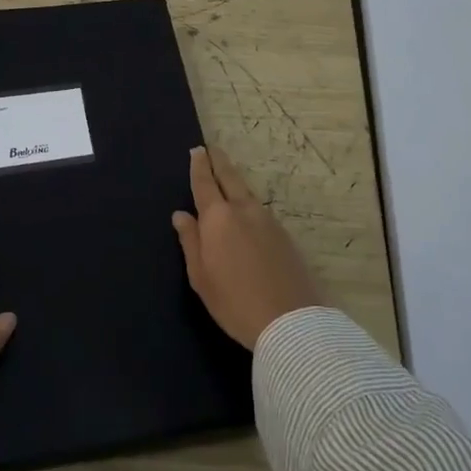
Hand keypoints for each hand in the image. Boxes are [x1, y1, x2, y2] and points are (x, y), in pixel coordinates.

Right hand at [172, 146, 321, 350]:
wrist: (290, 322)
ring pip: (247, 193)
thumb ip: (190, 241)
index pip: (205, 184)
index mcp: (218, 218)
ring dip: (235, 181)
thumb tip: (181, 214)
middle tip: (212, 149)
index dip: (199, 166)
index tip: (197, 150)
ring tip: (227, 177)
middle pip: (230, 178)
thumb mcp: (200, 276)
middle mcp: (244, 211)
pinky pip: (260, 211)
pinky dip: (248, 203)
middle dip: (219, 162)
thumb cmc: (234, 301)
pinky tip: (246, 212)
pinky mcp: (284, 236)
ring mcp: (268, 221)